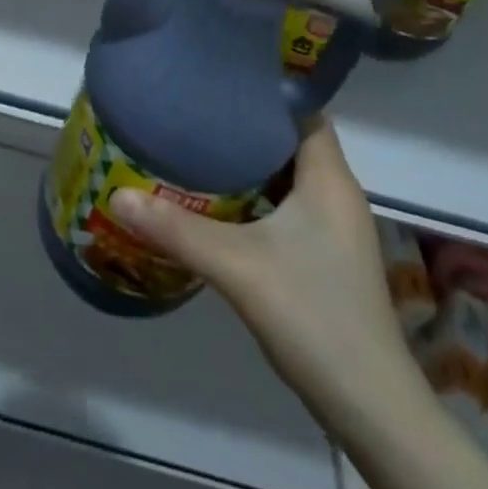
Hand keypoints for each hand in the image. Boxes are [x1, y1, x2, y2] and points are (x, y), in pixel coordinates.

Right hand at [110, 121, 420, 428]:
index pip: (302, 110)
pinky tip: (219, 203)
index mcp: (329, 179)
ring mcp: (335, 229)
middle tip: (195, 112)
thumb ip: (175, 228)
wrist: (370, 407)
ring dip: (250, 163)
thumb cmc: (312, 315)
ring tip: (198, 146)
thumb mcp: (235, 266)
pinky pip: (289, 205)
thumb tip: (118, 195)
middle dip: (246, 125)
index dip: (265, 92)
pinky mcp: (327, 256)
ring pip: (289, 175)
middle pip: (291, 140)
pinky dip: (257, 195)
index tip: (219, 81)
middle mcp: (337, 194)